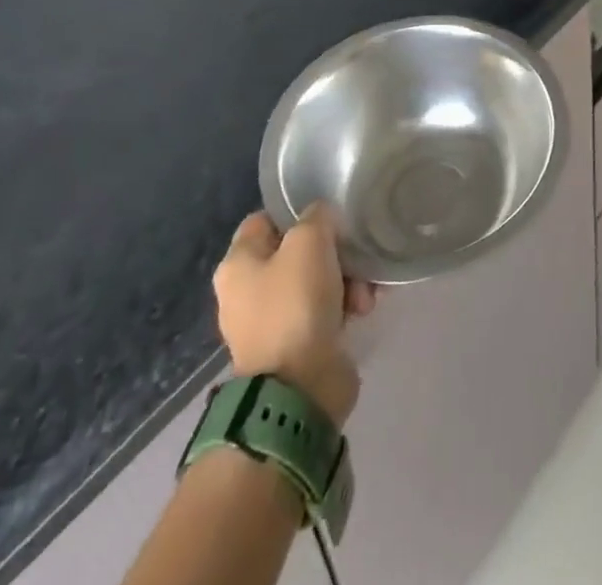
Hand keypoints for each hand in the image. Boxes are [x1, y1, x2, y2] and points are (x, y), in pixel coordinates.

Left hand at [214, 204, 376, 425]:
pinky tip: (363, 309)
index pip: (265, 220)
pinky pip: (323, 311)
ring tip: (364, 292)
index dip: (296, 212)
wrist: (300, 389)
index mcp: (237, 264)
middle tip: (354, 254)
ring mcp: (270, 322)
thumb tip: (321, 219)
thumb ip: (317, 216)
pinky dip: (344, 307)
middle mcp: (247, 292)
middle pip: (296, 252)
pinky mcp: (295, 346)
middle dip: (332, 252)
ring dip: (346, 280)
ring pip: (315, 281)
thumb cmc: (295, 304)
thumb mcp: (309, 241)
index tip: (328, 215)